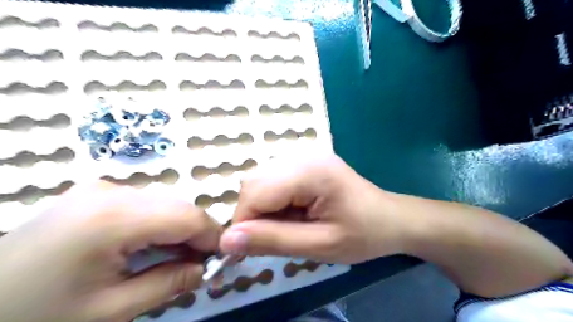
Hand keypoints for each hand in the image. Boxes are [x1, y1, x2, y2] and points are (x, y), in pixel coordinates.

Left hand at [0, 182, 220, 320]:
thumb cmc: (36, 317)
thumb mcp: (111, 311)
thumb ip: (169, 284)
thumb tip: (206, 270)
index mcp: (113, 218)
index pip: (187, 216)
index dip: (213, 236)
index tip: (223, 259)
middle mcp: (111, 192)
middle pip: (178, 207)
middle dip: (197, 234)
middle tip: (201, 265)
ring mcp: (101, 189)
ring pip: (165, 204)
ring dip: (179, 230)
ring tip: (178, 259)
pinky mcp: (95, 194)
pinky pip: (145, 205)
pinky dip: (160, 225)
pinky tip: (153, 247)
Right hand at [220, 154, 406, 263]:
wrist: (391, 219)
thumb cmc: (363, 234)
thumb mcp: (320, 245)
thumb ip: (273, 241)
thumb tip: (226, 240)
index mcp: (310, 172)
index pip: (255, 192)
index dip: (244, 223)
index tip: (246, 250)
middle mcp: (303, 156)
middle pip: (254, 182)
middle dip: (253, 214)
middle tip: (274, 238)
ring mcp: (304, 156)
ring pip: (260, 181)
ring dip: (263, 208)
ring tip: (289, 225)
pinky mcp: (305, 163)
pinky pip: (273, 180)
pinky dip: (273, 201)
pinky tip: (293, 213)